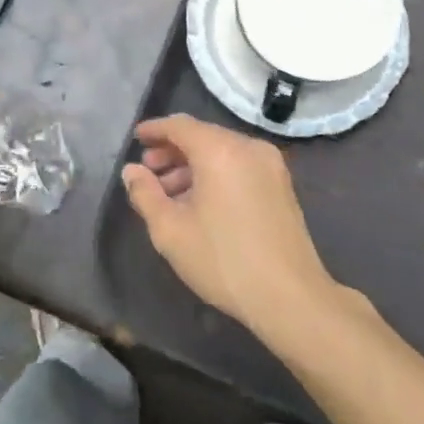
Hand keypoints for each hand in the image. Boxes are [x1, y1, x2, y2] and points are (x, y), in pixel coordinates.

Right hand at [122, 114, 361, 341]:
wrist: (291, 297)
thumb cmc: (223, 260)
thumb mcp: (170, 230)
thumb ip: (145, 193)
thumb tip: (132, 171)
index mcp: (220, 151)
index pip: (180, 125)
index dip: (154, 130)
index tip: (135, 139)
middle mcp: (248, 148)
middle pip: (202, 136)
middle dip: (172, 151)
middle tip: (148, 172)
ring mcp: (270, 166)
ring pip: (221, 152)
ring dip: (192, 165)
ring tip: (169, 193)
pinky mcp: (281, 185)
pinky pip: (239, 166)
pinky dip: (215, 174)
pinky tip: (199, 202)